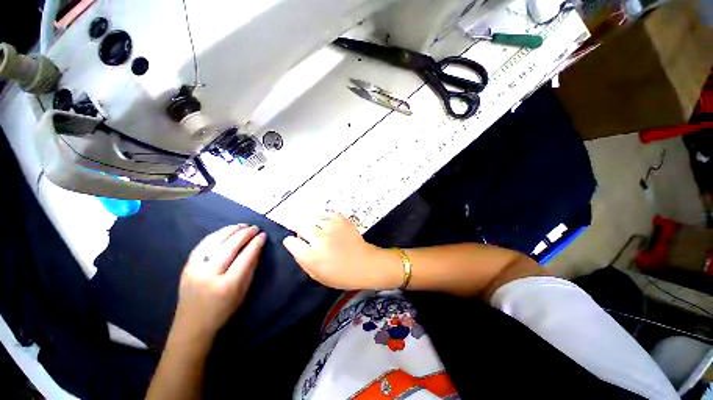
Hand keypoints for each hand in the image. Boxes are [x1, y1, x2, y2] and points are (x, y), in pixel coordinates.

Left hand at [174, 224, 265, 339]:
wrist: (191, 324)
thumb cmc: (223, 310)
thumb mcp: (243, 292)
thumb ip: (250, 268)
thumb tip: (257, 248)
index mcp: (227, 285)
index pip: (245, 257)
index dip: (256, 243)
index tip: (263, 235)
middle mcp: (209, 275)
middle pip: (230, 247)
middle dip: (245, 234)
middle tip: (255, 227)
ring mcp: (195, 269)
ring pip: (215, 242)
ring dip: (230, 230)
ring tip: (242, 225)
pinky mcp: (187, 266)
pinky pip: (203, 245)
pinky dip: (216, 235)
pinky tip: (225, 231)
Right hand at [283, 213, 399, 289]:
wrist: (365, 263)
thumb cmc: (341, 275)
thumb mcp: (317, 276)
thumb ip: (302, 260)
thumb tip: (295, 246)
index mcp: (312, 256)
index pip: (290, 242)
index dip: (292, 243)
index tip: (296, 244)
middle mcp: (319, 238)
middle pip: (300, 226)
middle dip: (301, 231)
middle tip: (308, 237)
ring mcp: (331, 226)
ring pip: (312, 217)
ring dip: (313, 224)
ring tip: (319, 231)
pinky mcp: (341, 219)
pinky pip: (326, 214)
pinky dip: (325, 219)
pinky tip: (328, 226)